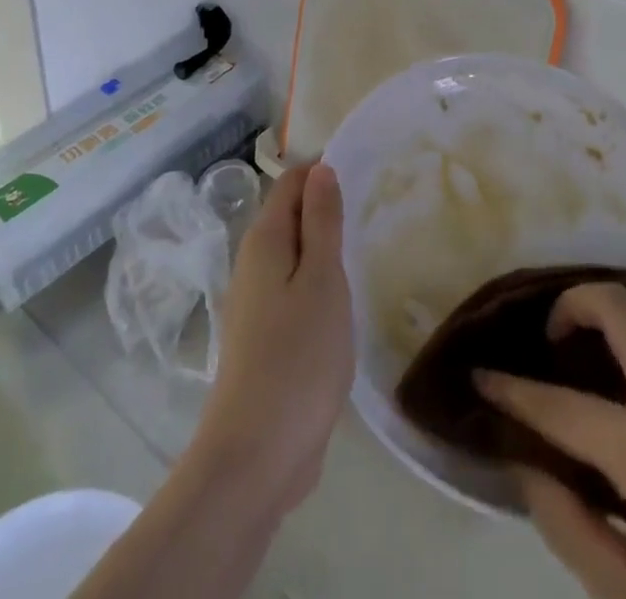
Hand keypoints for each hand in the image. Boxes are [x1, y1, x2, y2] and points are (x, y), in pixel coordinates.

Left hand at [190, 163, 353, 514]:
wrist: (256, 456)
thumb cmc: (297, 357)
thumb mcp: (322, 280)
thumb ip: (322, 222)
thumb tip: (320, 169)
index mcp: (264, 240)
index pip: (291, 183)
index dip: (323, 172)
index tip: (364, 173)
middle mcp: (253, 264)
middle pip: (290, 216)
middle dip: (325, 207)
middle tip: (373, 208)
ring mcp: (256, 304)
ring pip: (293, 255)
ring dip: (324, 247)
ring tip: (365, 246)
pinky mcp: (265, 338)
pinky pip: (294, 290)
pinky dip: (318, 282)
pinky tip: (344, 299)